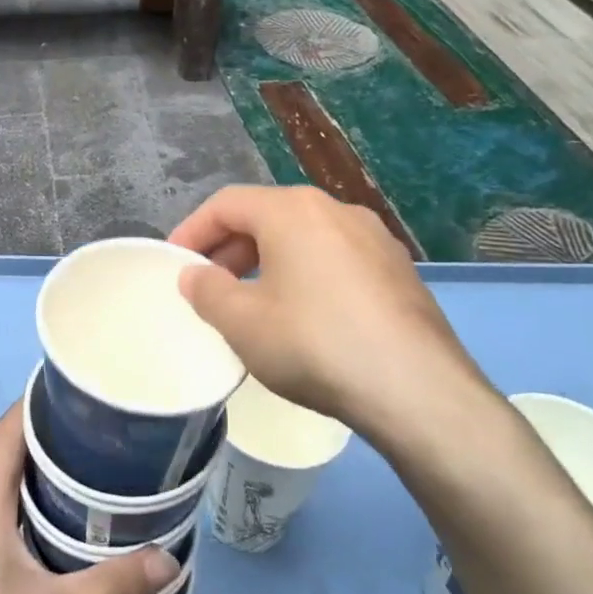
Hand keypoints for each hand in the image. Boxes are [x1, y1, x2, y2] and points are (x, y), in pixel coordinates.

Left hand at [0, 406, 178, 593]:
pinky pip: (2, 524)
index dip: (34, 403)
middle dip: (51, 442)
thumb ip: (112, 587)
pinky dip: (32, 514)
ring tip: (92, 482)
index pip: (5, 435)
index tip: (73, 389)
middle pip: (8, 460)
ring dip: (43, 482)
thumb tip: (169, 560)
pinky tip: (62, 540)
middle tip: (101, 438)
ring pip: (5, 496)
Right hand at [169, 185, 495, 447]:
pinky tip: (304, 317)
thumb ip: (208, 292)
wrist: (417, 389)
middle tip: (210, 286)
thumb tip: (195, 275)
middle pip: (267, 216)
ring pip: (304, 237)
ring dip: (267, 262)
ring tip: (252, 303)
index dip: (193, 230)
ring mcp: (374, 238)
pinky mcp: (399, 270)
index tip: (175, 263)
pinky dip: (305, 274)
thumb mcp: (243, 323)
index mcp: (292, 211)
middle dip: (230, 248)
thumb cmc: (314, 344)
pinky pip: (336, 258)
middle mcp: (335, 210)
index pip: (227, 204)